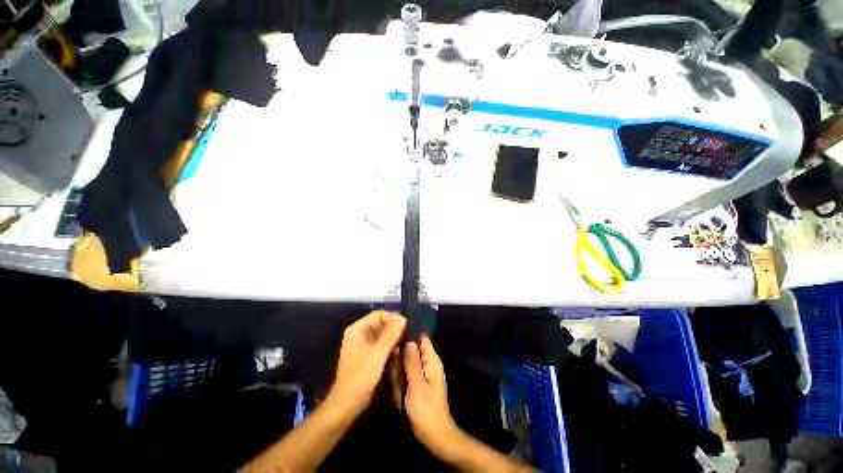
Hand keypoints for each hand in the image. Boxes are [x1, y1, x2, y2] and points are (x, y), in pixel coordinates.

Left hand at [329, 311, 405, 413]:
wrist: (347, 404)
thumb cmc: (361, 376)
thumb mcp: (378, 353)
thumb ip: (391, 334)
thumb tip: (403, 318)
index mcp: (358, 329)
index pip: (379, 314)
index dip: (393, 317)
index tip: (406, 324)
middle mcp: (360, 334)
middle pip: (381, 323)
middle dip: (395, 327)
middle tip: (409, 333)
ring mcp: (364, 345)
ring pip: (383, 334)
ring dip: (394, 336)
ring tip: (407, 341)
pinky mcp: (369, 355)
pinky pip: (382, 344)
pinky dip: (391, 345)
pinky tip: (400, 349)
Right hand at [404, 336, 459, 455]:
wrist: (434, 435)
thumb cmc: (426, 409)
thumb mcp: (417, 385)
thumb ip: (412, 362)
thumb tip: (409, 341)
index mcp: (432, 361)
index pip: (423, 339)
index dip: (410, 335)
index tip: (395, 335)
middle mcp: (429, 364)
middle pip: (413, 350)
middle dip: (402, 357)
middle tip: (395, 370)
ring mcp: (423, 374)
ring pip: (408, 363)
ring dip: (400, 371)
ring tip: (398, 385)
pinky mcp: (418, 383)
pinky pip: (407, 375)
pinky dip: (402, 380)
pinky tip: (399, 390)